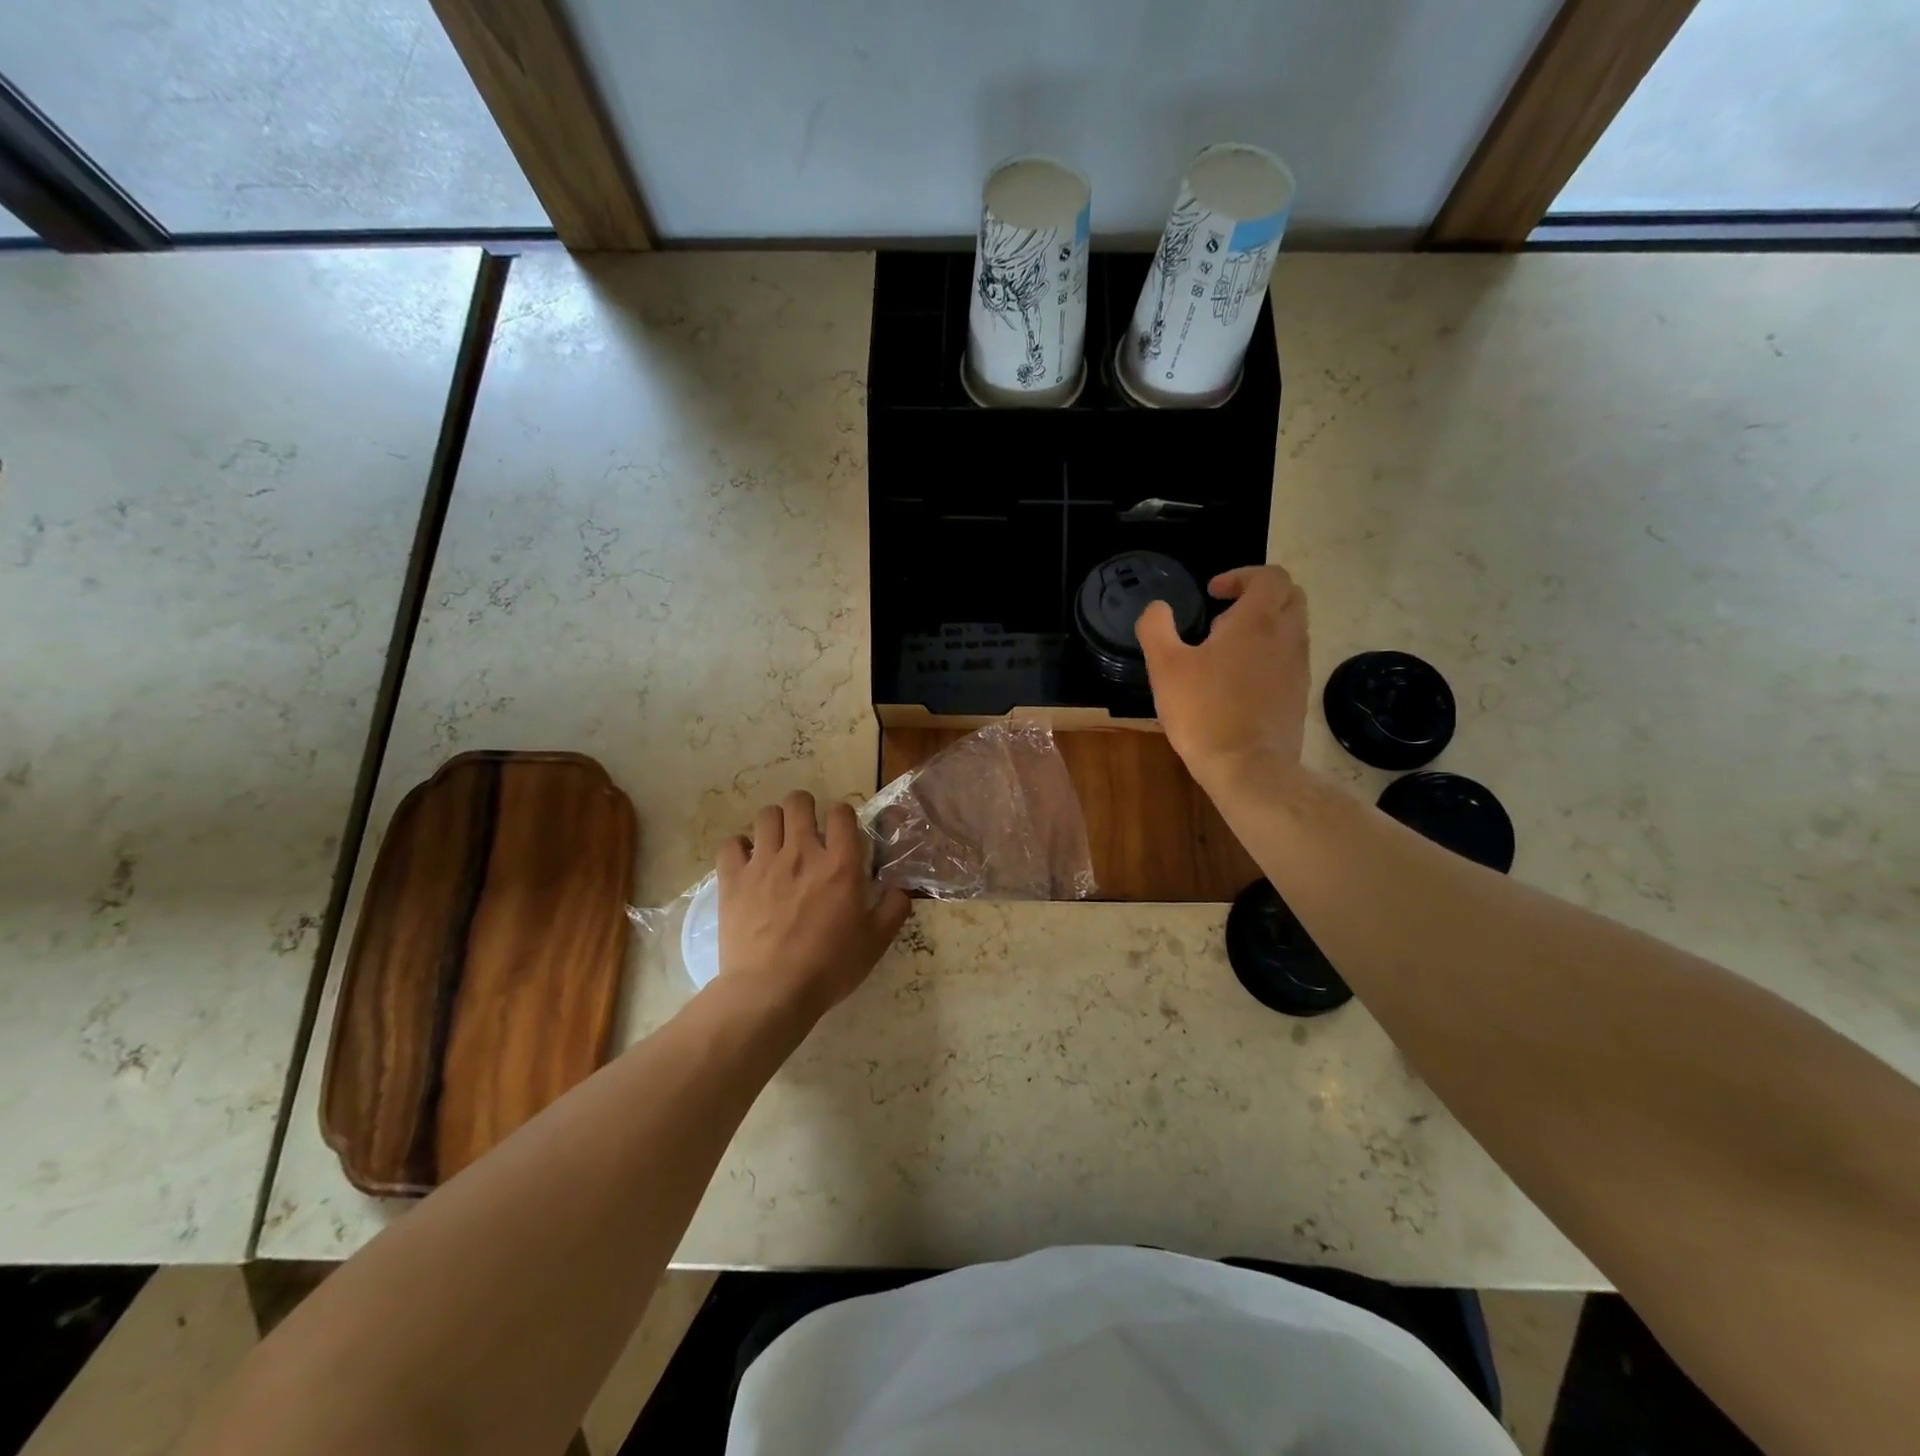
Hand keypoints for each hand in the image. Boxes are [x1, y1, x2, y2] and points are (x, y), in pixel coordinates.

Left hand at [716, 791, 910, 1021]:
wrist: (772, 991)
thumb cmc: (829, 967)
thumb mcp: (875, 942)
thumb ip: (893, 909)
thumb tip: (899, 889)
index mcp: (840, 864)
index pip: (842, 813)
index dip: (842, 816)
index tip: (841, 834)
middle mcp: (802, 853)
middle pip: (799, 802)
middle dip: (805, 808)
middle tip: (807, 831)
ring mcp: (764, 863)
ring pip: (766, 815)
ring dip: (774, 823)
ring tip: (777, 843)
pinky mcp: (733, 879)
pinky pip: (731, 844)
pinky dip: (739, 847)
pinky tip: (746, 862)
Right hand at [1136, 565, 1310, 787]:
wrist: (1248, 767)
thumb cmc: (1203, 712)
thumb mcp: (1165, 667)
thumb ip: (1156, 628)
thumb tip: (1157, 608)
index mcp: (1257, 621)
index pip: (1269, 576)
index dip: (1241, 576)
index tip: (1212, 593)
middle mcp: (1287, 636)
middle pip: (1289, 595)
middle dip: (1257, 595)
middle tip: (1222, 616)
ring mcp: (1298, 666)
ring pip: (1292, 627)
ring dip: (1264, 625)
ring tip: (1226, 650)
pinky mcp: (1298, 693)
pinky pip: (1289, 657)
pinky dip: (1269, 653)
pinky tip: (1238, 680)